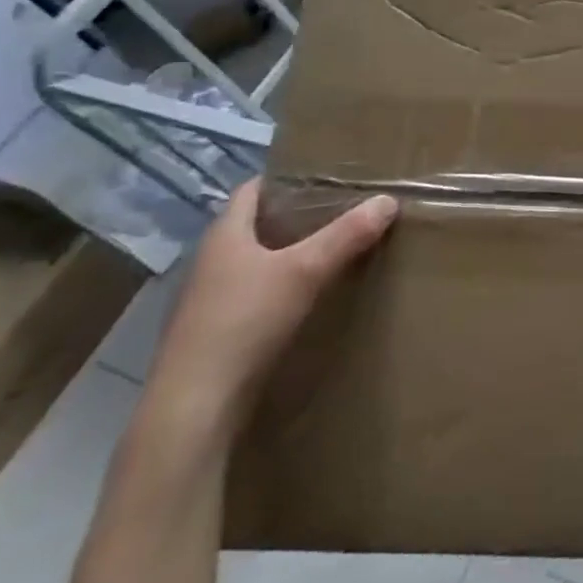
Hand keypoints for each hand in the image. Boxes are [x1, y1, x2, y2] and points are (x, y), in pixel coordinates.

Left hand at [147, 181, 396, 428]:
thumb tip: (388, 200)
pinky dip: (282, 288)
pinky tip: (310, 297)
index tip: (325, 176)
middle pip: (256, 226)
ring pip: (257, 262)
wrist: (195, 406)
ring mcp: (210, 300)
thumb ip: (346, 235)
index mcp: (224, 235)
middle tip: (344, 210)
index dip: (285, 179)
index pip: (252, 190)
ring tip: (335, 249)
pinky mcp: (217, 333)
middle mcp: (212, 261)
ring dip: (290, 254)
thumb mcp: (305, 271)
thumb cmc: (244, 322)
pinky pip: (256, 294)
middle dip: (297, 217)